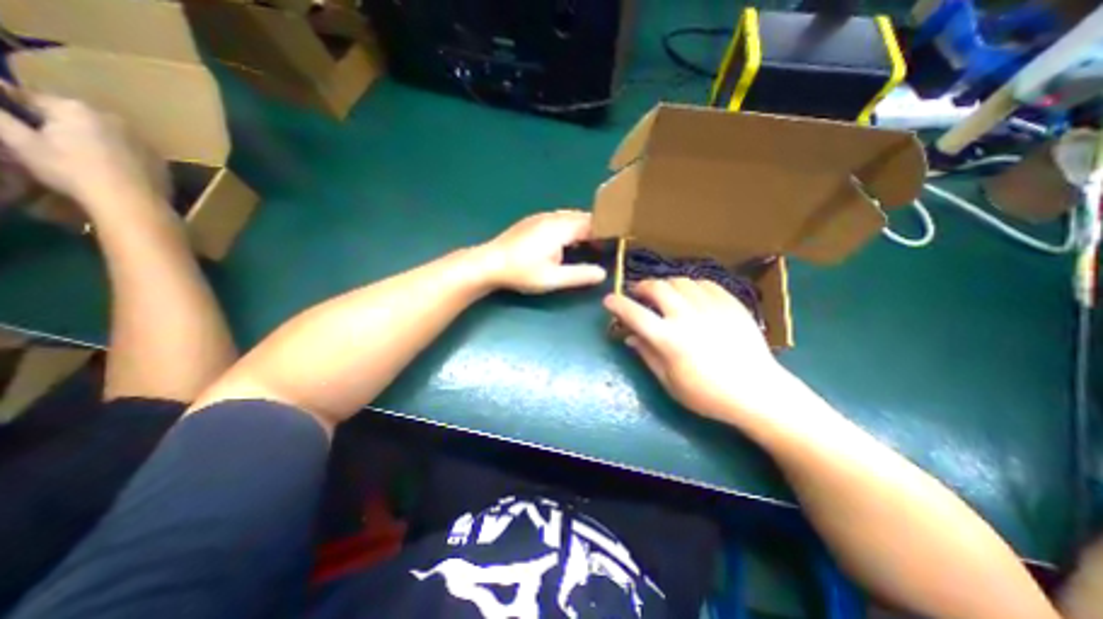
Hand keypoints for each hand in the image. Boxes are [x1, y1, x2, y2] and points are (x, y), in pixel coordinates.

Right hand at [1, 90, 165, 213]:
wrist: (134, 202)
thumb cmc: (73, 171)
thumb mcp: (21, 143)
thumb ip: (0, 118)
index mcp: (76, 108)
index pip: (34, 99)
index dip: (18, 109)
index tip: (13, 124)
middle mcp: (114, 119)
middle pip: (76, 117)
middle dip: (61, 126)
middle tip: (50, 146)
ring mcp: (143, 141)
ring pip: (108, 135)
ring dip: (94, 141)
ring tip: (83, 160)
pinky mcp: (160, 160)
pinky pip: (132, 153)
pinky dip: (121, 157)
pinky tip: (113, 172)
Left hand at [482, 207, 607, 291]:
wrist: (489, 263)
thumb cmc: (521, 272)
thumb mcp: (553, 278)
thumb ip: (580, 275)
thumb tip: (603, 274)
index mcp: (561, 227)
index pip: (593, 222)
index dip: (606, 232)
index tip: (616, 244)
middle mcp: (553, 217)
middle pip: (583, 217)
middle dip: (596, 230)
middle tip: (604, 248)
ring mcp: (541, 217)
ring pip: (570, 217)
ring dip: (582, 229)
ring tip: (589, 246)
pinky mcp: (533, 221)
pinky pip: (559, 219)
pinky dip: (570, 228)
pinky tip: (566, 243)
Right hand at [602, 278, 783, 423]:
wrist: (757, 392)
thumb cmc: (707, 394)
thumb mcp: (670, 382)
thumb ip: (647, 355)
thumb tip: (630, 336)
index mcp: (669, 339)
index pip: (634, 314)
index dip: (617, 304)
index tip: (609, 299)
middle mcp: (687, 317)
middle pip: (657, 288)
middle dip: (642, 286)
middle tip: (638, 292)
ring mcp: (711, 307)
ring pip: (680, 281)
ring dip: (666, 285)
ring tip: (664, 294)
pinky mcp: (731, 303)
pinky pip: (705, 283)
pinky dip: (691, 285)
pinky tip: (691, 296)